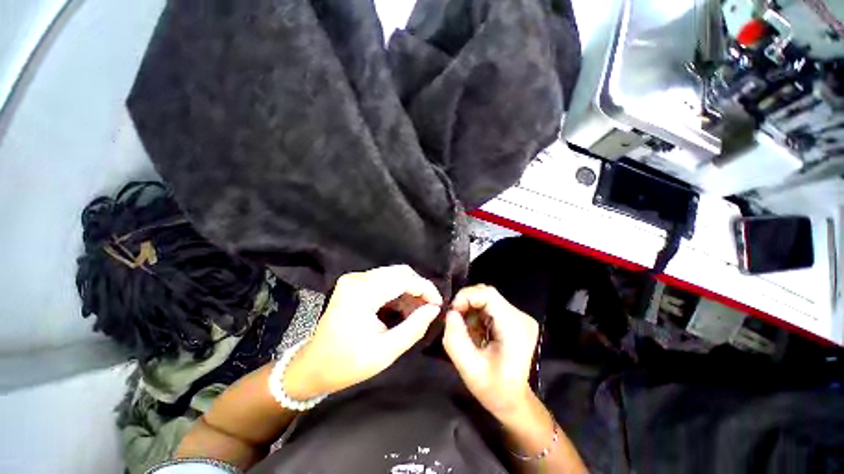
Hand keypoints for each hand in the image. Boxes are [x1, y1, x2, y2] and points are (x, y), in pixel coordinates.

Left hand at [284, 265, 441, 398]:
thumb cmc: (347, 364)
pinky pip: (384, 280)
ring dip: (409, 289)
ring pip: (393, 274)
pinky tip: (404, 308)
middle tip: (429, 308)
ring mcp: (355, 279)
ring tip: (418, 310)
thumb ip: (414, 328)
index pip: (403, 279)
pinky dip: (398, 291)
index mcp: (361, 293)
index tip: (438, 304)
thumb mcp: (385, 352)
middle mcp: (357, 279)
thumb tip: (434, 309)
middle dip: (418, 288)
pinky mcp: (355, 283)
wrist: (314, 366)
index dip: (425, 288)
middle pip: (399, 272)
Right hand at [443, 284, 538, 419]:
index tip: (452, 312)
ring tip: (464, 328)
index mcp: (515, 327)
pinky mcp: (515, 318)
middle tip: (454, 319)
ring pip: (487, 297)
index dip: (466, 297)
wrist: (514, 401)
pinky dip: (477, 312)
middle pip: (487, 293)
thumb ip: (455, 339)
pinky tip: (474, 328)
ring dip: (470, 308)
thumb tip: (450, 313)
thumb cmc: (494, 390)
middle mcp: (521, 316)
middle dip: (466, 302)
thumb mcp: (469, 369)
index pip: (488, 294)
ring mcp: (520, 317)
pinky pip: (490, 305)